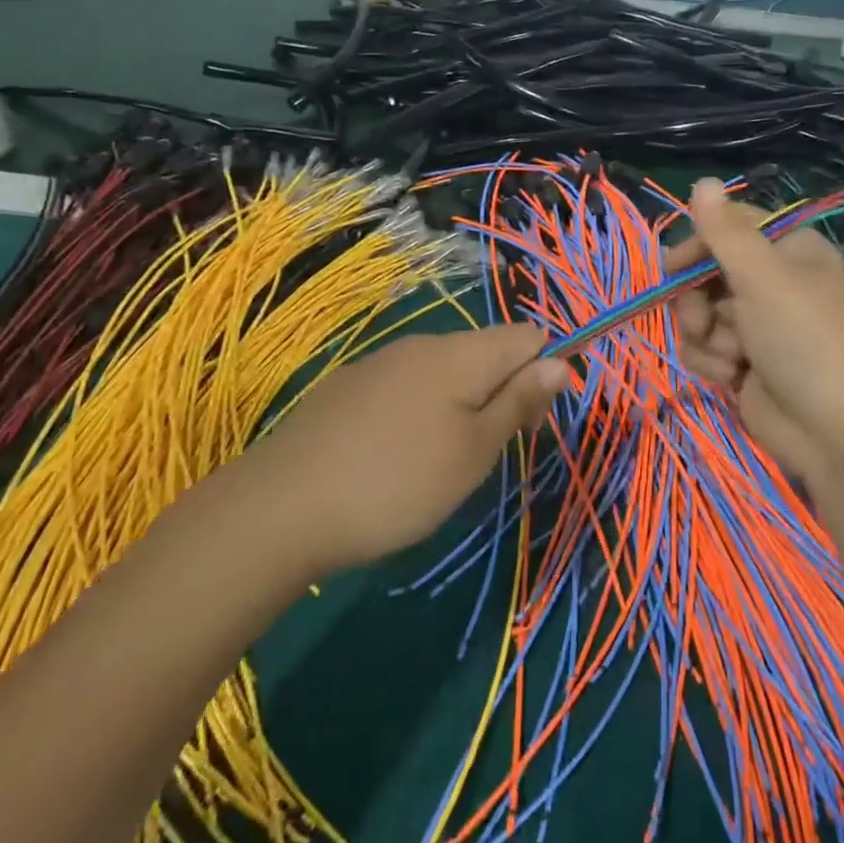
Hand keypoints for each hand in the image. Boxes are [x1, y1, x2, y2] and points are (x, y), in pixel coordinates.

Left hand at [240, 325, 566, 576]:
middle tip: (485, 455)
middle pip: (487, 352)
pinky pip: (407, 386)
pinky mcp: (349, 386)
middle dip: (503, 393)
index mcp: (462, 354)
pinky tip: (395, 457)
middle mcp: (424, 344)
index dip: (543, 372)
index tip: (528, 424)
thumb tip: (561, 362)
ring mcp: (381, 362)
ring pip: (446, 371)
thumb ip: (520, 401)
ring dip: (462, 406)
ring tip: (441, 464)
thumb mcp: (475, 451)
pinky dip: (421, 412)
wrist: (282, 507)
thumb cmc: (398, 482)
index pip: (528, 336)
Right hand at [666, 179, 843, 480]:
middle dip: (697, 300)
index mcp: (789, 251)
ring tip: (730, 357)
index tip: (671, 267)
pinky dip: (710, 361)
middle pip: (708, 272)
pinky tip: (730, 377)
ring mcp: (757, 325)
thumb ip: (725, 232)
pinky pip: (705, 347)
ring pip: (700, 313)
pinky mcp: (743, 362)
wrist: (832, 431)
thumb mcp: (763, 278)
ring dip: (705, 336)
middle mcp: (774, 282)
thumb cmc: (803, 339)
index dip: (698, 244)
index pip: (731, 228)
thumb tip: (702, 180)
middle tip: (703, 321)